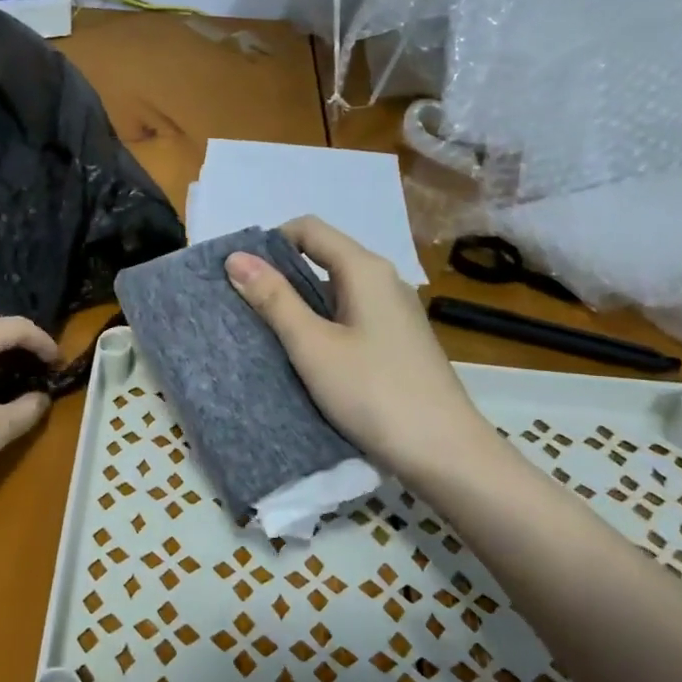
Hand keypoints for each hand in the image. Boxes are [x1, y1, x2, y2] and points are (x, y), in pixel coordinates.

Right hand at [225, 216, 493, 486]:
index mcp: (365, 269)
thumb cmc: (374, 392)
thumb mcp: (312, 345)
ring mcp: (394, 312)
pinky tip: (306, 354)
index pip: (309, 229)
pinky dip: (322, 323)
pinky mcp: (397, 341)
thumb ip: (274, 299)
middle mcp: (384, 280)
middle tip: (245, 306)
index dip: (269, 243)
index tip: (240, 276)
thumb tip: (236, 257)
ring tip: (268, 332)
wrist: (445, 453)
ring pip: (335, 289)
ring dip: (300, 302)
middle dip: (281, 274)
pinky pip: (350, 315)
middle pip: (323, 256)